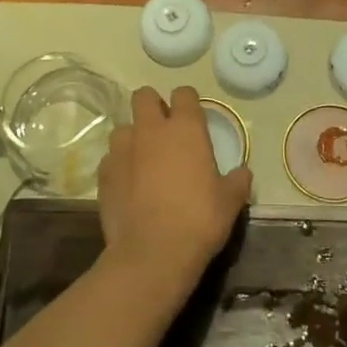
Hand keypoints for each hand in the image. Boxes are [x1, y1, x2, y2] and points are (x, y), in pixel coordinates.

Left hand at [96, 86, 250, 299]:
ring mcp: (123, 150)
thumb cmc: (199, 220)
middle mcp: (151, 130)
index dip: (187, 101)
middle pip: (144, 96)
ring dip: (134, 137)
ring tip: (143, 159)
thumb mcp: (230, 202)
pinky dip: (120, 165)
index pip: (183, 93)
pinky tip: (129, 184)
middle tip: (164, 129)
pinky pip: (111, 158)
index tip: (192, 116)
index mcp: (185, 129)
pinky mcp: (104, 172)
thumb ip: (237, 181)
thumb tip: (242, 173)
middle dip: (153, 105)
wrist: (152, 253)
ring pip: (123, 127)